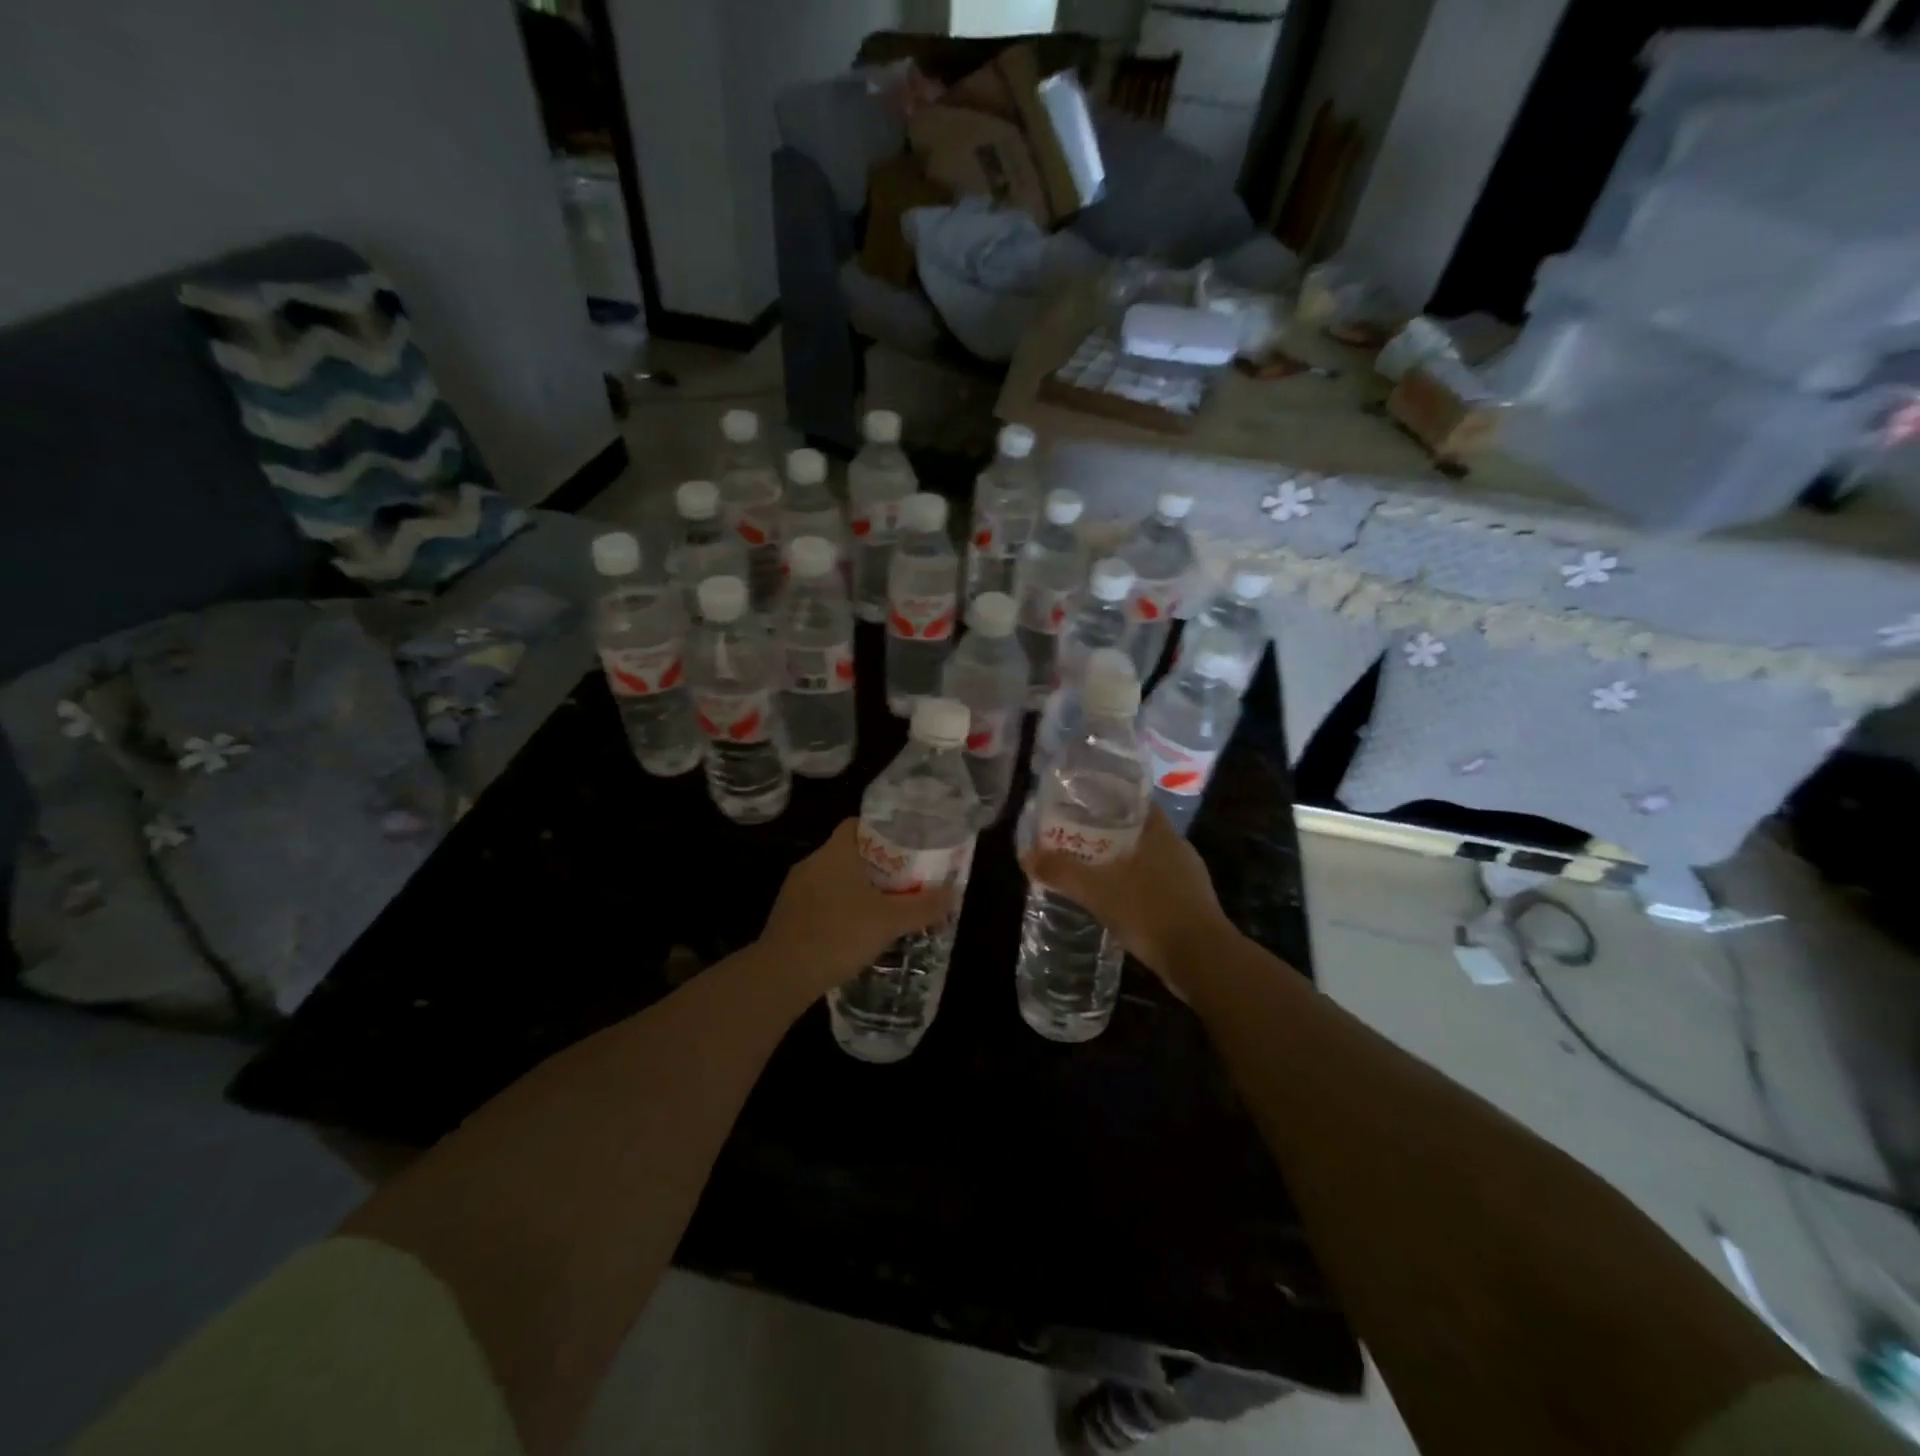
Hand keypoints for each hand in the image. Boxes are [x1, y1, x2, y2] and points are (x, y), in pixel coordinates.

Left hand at [759, 820, 955, 996]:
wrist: (782, 975)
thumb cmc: (839, 934)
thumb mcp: (889, 921)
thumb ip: (923, 907)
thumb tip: (954, 894)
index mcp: (835, 852)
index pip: (857, 824)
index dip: (882, 831)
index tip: (906, 846)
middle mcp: (812, 863)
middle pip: (849, 852)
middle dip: (877, 865)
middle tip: (905, 880)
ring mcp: (796, 890)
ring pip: (834, 879)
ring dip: (858, 890)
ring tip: (885, 906)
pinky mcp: (788, 916)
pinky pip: (821, 902)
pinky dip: (840, 909)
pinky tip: (856, 931)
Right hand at [1021, 806, 1230, 996]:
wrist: (1203, 961)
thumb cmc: (1151, 912)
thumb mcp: (1098, 891)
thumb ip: (1062, 871)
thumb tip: (1026, 855)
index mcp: (1160, 833)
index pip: (1134, 801)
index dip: (1108, 799)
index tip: (1082, 804)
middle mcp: (1178, 848)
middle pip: (1138, 830)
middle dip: (1109, 833)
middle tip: (1076, 838)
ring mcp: (1188, 877)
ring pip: (1148, 859)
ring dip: (1123, 862)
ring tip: (1091, 869)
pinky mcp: (1192, 905)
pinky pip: (1157, 885)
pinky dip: (1136, 887)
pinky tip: (1117, 901)